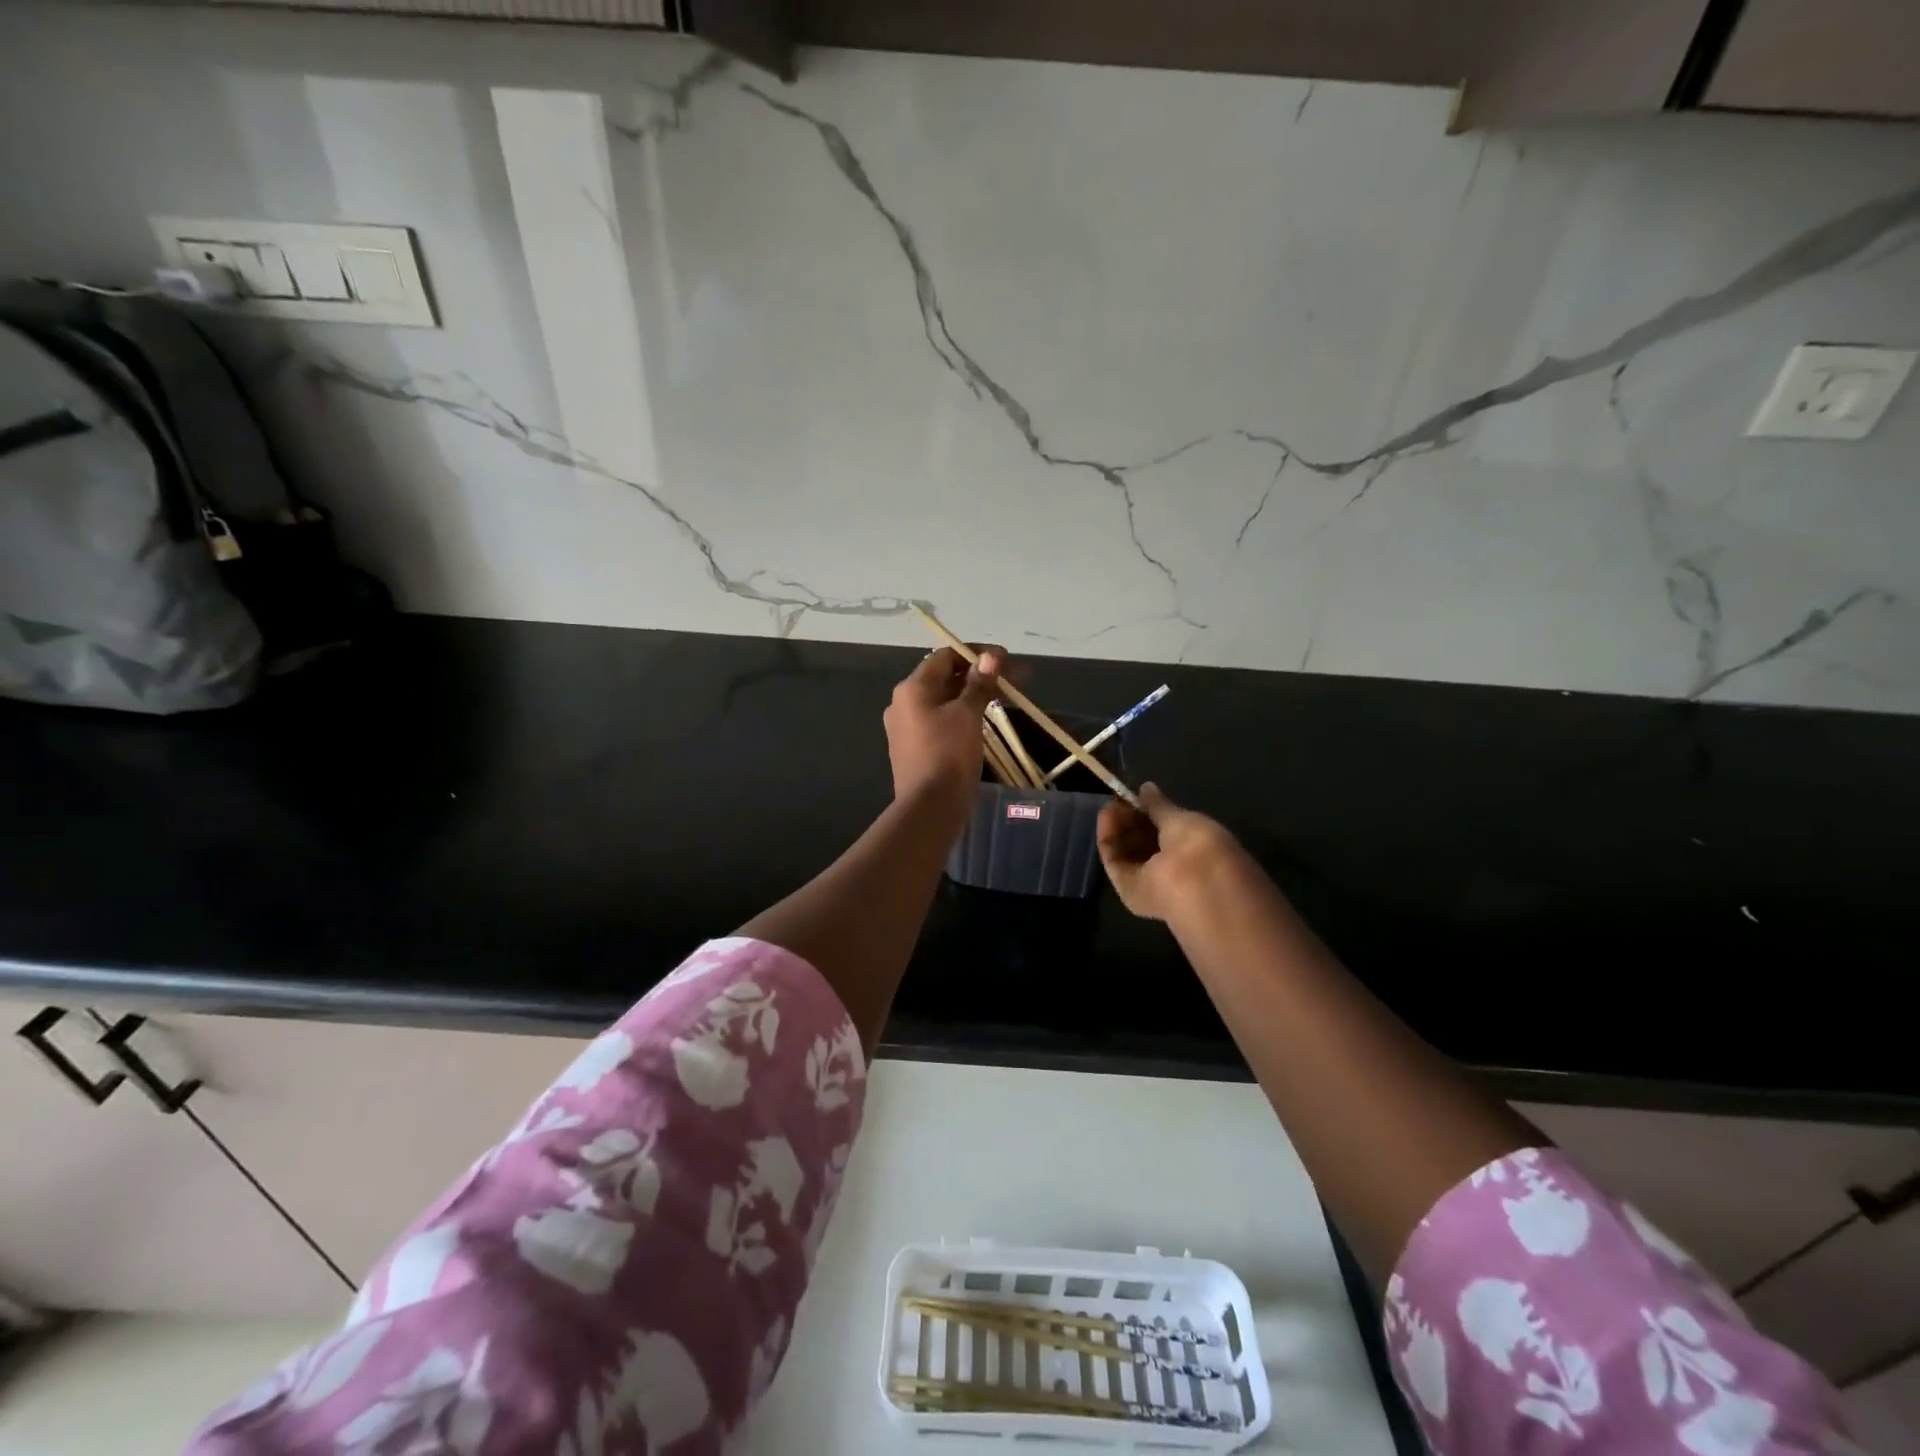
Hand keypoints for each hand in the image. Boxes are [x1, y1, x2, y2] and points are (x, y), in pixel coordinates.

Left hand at [883, 645, 1004, 807]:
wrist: (930, 808)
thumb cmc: (948, 754)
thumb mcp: (968, 715)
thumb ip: (979, 684)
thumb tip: (990, 657)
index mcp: (912, 689)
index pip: (945, 656)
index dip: (977, 653)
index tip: (1006, 660)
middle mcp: (903, 703)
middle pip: (945, 678)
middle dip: (980, 675)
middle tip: (1014, 680)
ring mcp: (907, 728)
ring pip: (944, 701)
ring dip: (973, 695)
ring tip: (1004, 698)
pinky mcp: (915, 748)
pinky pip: (941, 721)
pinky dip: (963, 715)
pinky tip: (984, 720)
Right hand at [1097, 783, 1246, 920]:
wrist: (1193, 886)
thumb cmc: (1198, 846)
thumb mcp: (1183, 818)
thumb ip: (1160, 805)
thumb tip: (1146, 788)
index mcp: (1196, 851)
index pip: (1167, 830)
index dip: (1151, 812)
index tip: (1138, 795)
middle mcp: (1172, 867)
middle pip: (1144, 841)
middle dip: (1131, 819)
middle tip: (1119, 800)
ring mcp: (1150, 880)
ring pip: (1128, 850)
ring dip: (1118, 827)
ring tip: (1111, 806)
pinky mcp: (1128, 888)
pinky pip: (1116, 859)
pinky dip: (1109, 838)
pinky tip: (1106, 816)